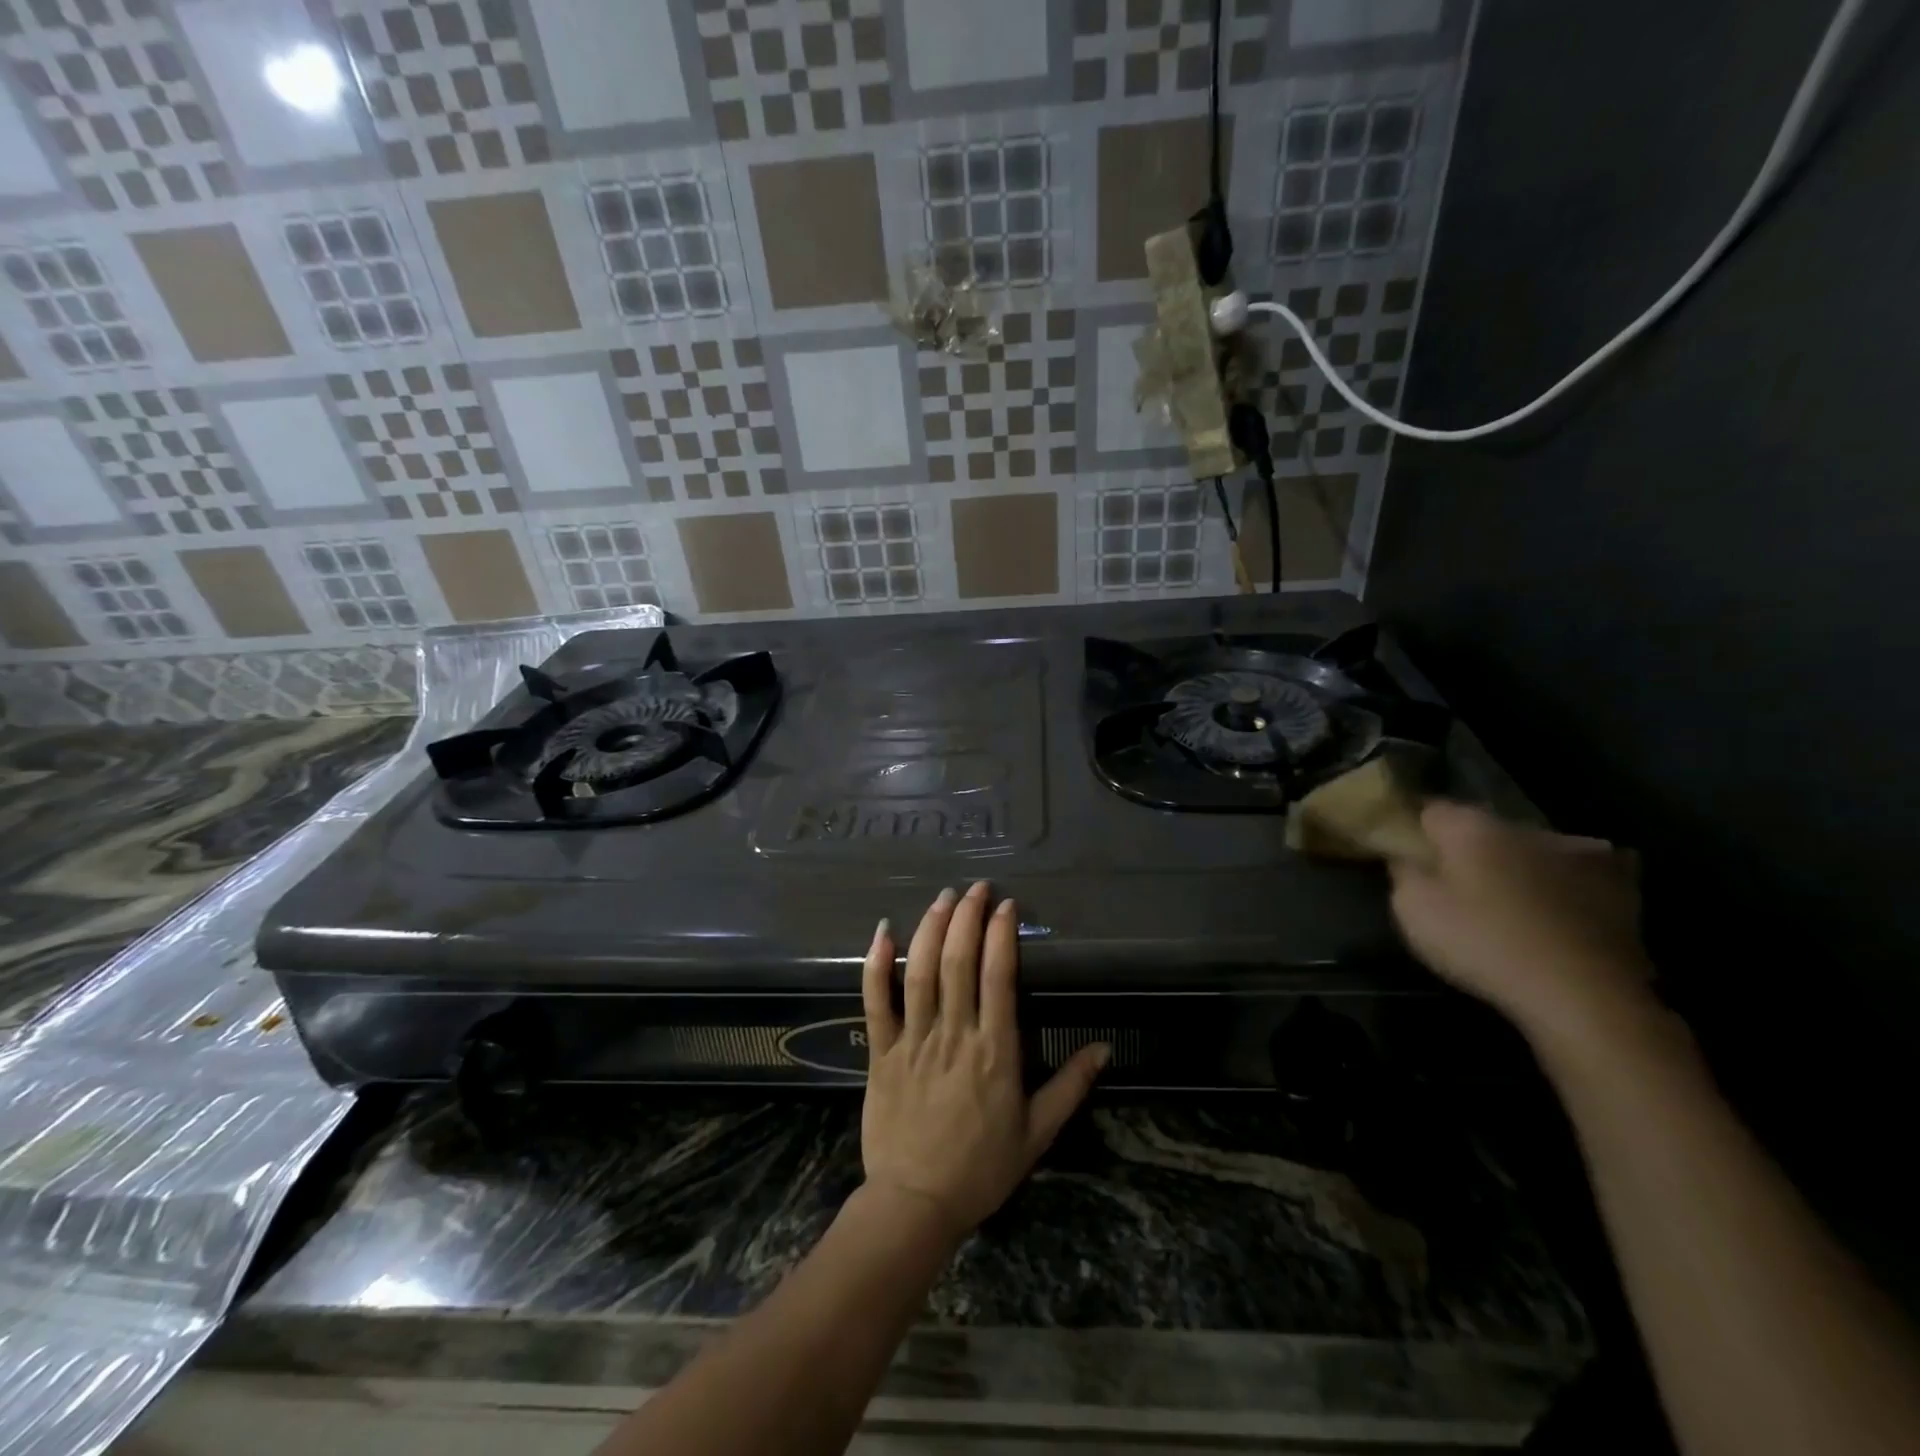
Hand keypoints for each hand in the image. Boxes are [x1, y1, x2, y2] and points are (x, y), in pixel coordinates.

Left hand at [858, 882, 1107, 1244]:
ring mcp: (913, 1041)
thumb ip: (1070, 1086)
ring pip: (919, 972)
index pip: (999, 977)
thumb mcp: (1037, 1133)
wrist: (915, 1205)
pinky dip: (876, 965)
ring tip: (943, 897)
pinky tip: (883, 931)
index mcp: (995, 1052)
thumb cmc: (981, 1169)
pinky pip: (876, 1002)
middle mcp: (954, 1035)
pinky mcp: (882, 1052)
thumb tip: (1105, 1048)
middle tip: (976, 888)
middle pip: (958, 962)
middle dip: (967, 917)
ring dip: (931, 928)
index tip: (1006, 906)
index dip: (1002, 935)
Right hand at [1389, 802, 1657, 1048]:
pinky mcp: (1620, 886)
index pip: (1428, 809)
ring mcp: (1578, 852)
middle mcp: (1523, 827)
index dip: (1413, 829)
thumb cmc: (1483, 943)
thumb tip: (1407, 854)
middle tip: (1453, 881)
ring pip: (1533, 846)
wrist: (1583, 994)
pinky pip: (1585, 869)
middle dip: (1467, 847)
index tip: (1404, 853)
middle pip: (1482, 828)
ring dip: (1519, 861)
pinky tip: (1565, 899)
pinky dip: (1571, 878)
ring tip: (1509, 895)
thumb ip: (1404, 872)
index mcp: (1470, 826)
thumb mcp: (1412, 909)